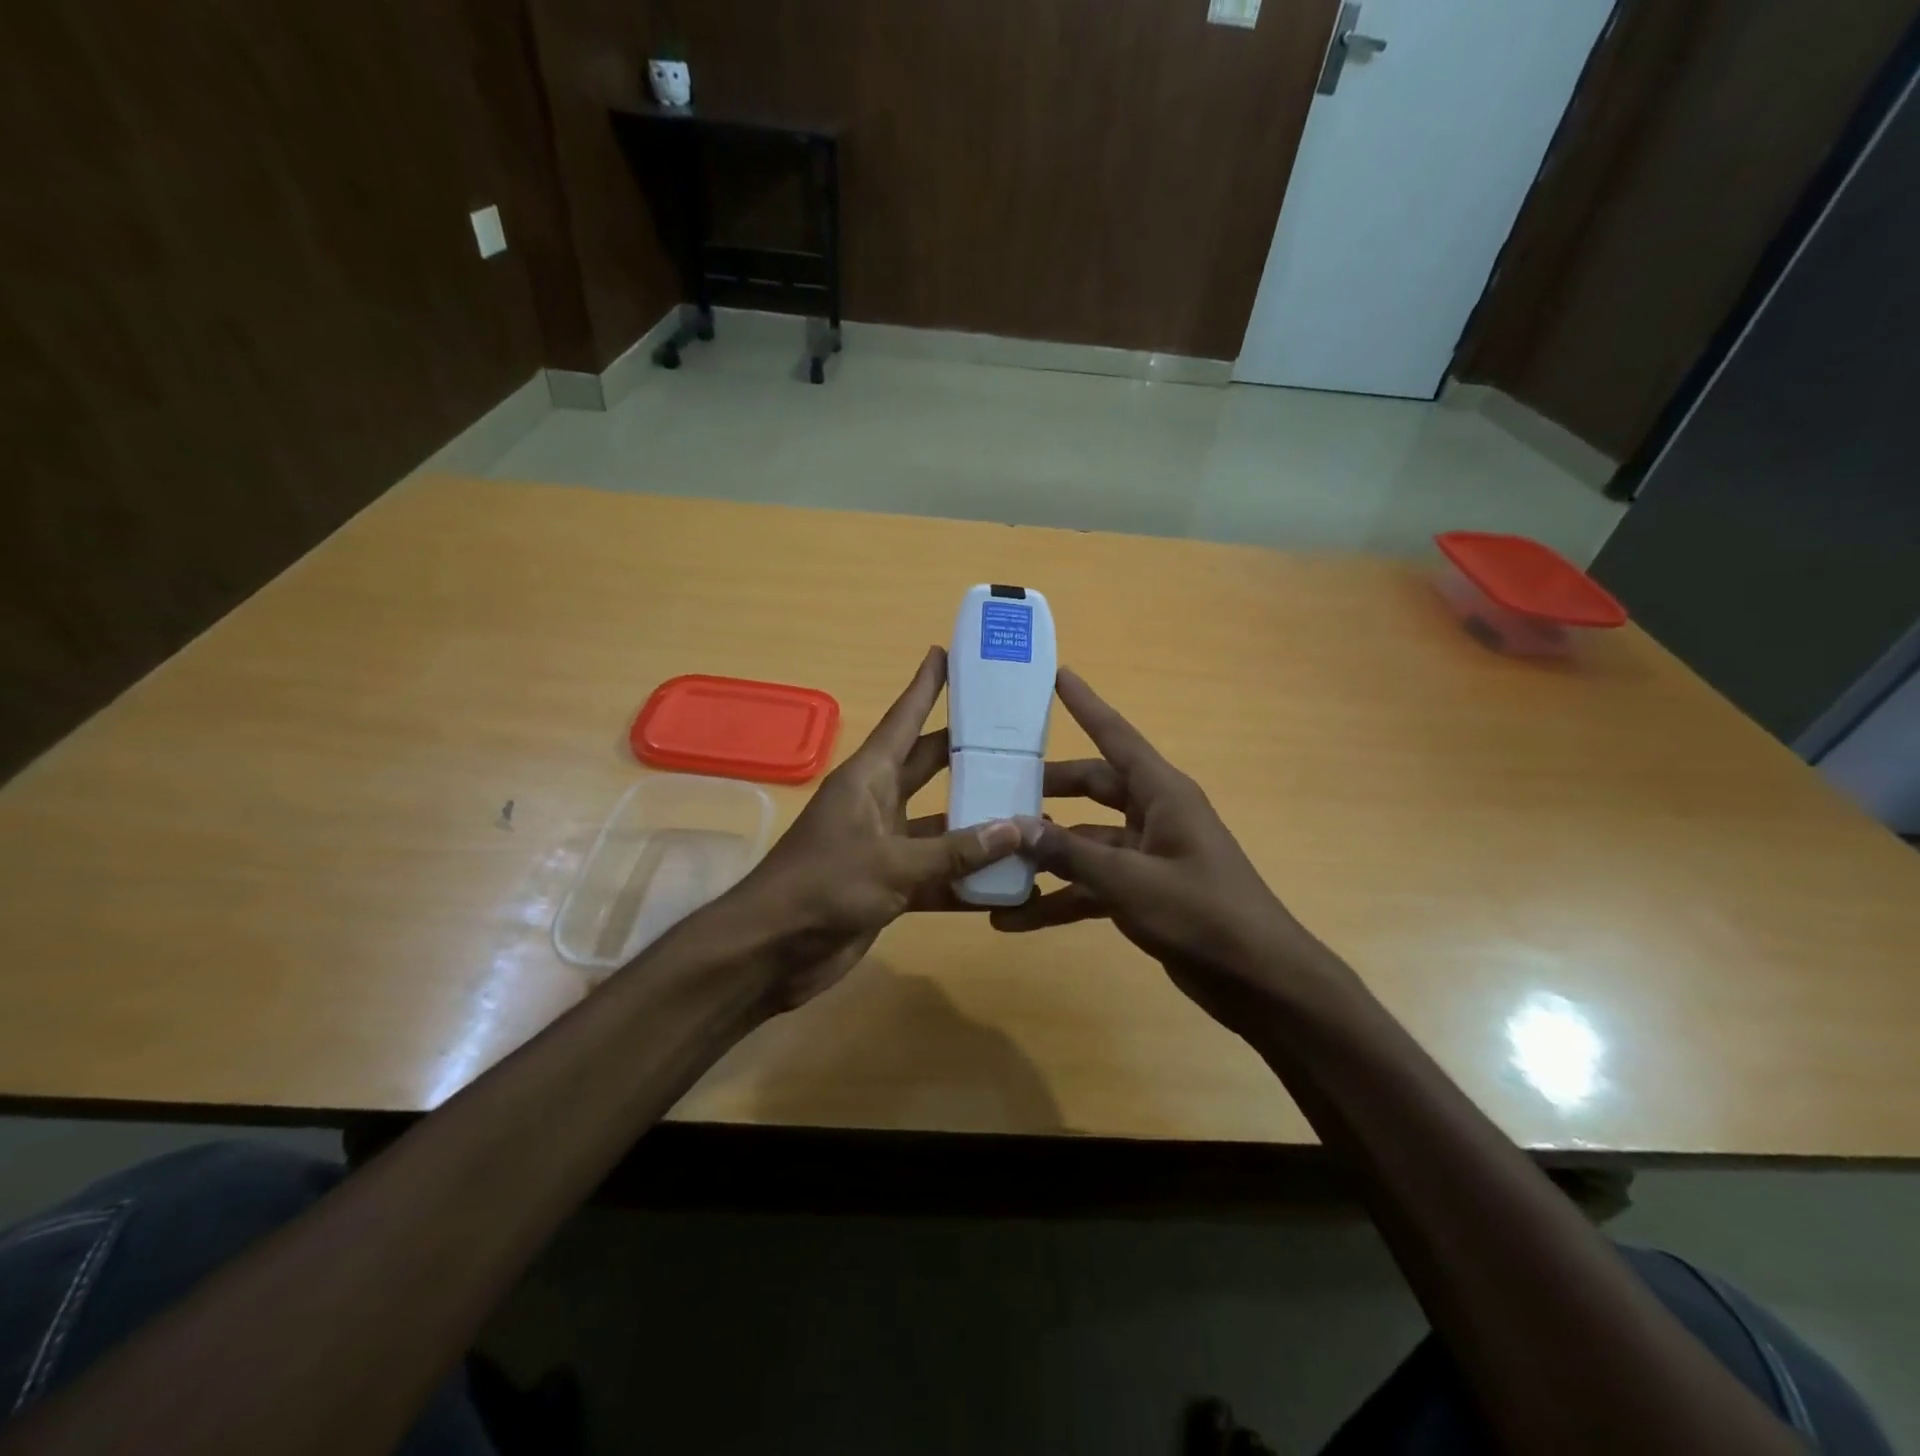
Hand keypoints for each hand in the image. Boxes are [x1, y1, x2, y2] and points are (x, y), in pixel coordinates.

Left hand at [729, 646, 1021, 1009]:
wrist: (771, 951)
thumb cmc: (824, 886)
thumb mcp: (893, 864)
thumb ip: (957, 849)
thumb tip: (1019, 827)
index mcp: (868, 778)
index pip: (903, 720)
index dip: (925, 687)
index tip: (946, 653)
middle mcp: (877, 803)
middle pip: (930, 766)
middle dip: (966, 751)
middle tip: (1014, 734)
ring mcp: (884, 845)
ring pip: (941, 823)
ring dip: (977, 821)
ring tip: (1030, 808)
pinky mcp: (889, 885)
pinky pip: (937, 872)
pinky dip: (966, 877)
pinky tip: (1009, 879)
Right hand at [992, 669, 1346, 1027]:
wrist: (1260, 981)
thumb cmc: (1202, 914)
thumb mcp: (1130, 881)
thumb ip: (1071, 853)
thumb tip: (1015, 826)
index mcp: (1162, 794)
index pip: (1116, 736)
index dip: (1086, 705)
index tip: (1056, 675)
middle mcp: (1154, 815)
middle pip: (1092, 789)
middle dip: (1047, 791)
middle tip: (996, 788)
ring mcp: (1148, 856)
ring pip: (1085, 843)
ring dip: (1045, 857)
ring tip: (993, 862)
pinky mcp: (1143, 894)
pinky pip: (1092, 886)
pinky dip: (1059, 899)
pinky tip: (1015, 918)